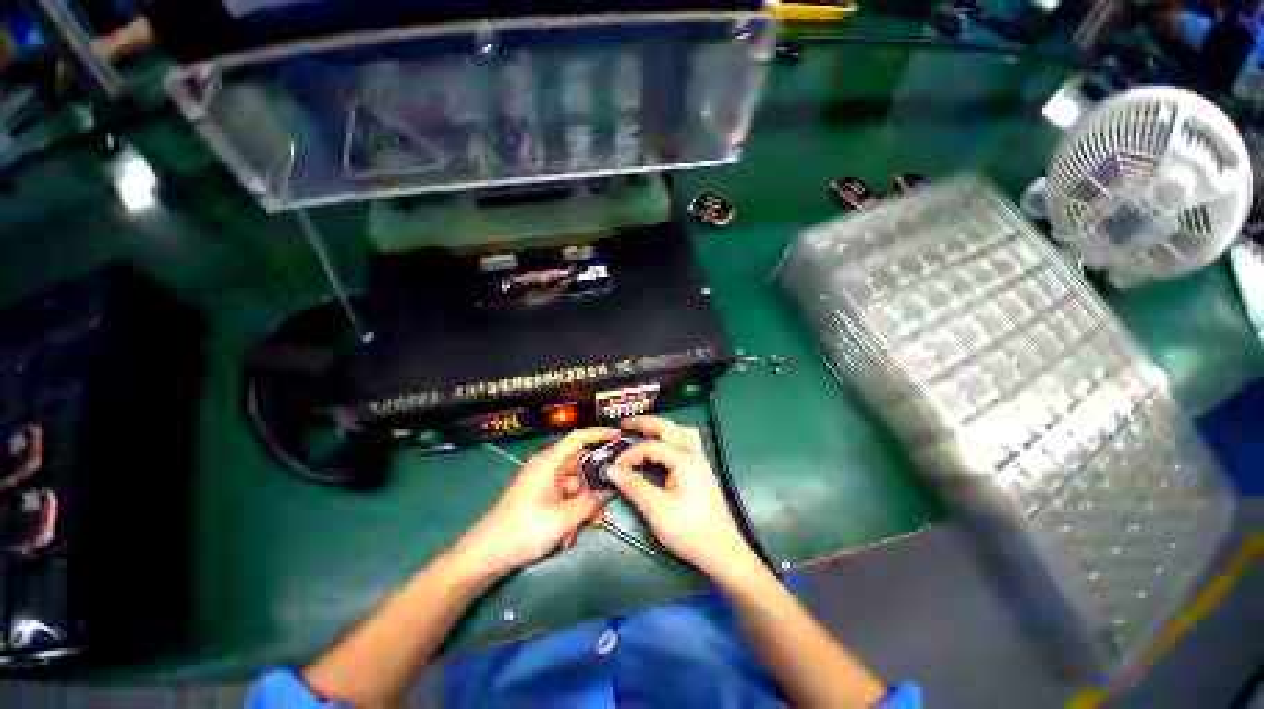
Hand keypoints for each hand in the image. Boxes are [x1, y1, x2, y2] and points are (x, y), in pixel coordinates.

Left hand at [450, 428, 618, 580]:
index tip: (620, 436)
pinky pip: (564, 500)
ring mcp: (543, 484)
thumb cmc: (523, 529)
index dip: (600, 433)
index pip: (579, 438)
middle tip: (610, 499)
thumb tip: (603, 494)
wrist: (485, 556)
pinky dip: (570, 515)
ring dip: (583, 506)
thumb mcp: (562, 518)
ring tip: (589, 527)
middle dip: (595, 485)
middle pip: (580, 466)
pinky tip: (568, 537)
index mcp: (550, 462)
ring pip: (574, 486)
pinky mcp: (540, 500)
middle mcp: (548, 468)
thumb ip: (588, 503)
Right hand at [607, 417, 755, 577]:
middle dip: (645, 423)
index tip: (615, 469)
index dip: (629, 455)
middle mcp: (693, 453)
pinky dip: (671, 439)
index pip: (650, 446)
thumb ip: (633, 485)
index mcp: (683, 459)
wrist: (723, 552)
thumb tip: (612, 469)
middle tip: (626, 424)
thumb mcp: (656, 509)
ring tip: (644, 433)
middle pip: (668, 427)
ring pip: (680, 431)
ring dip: (661, 429)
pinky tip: (662, 450)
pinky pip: (686, 443)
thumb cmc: (690, 530)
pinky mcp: (701, 471)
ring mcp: (700, 461)